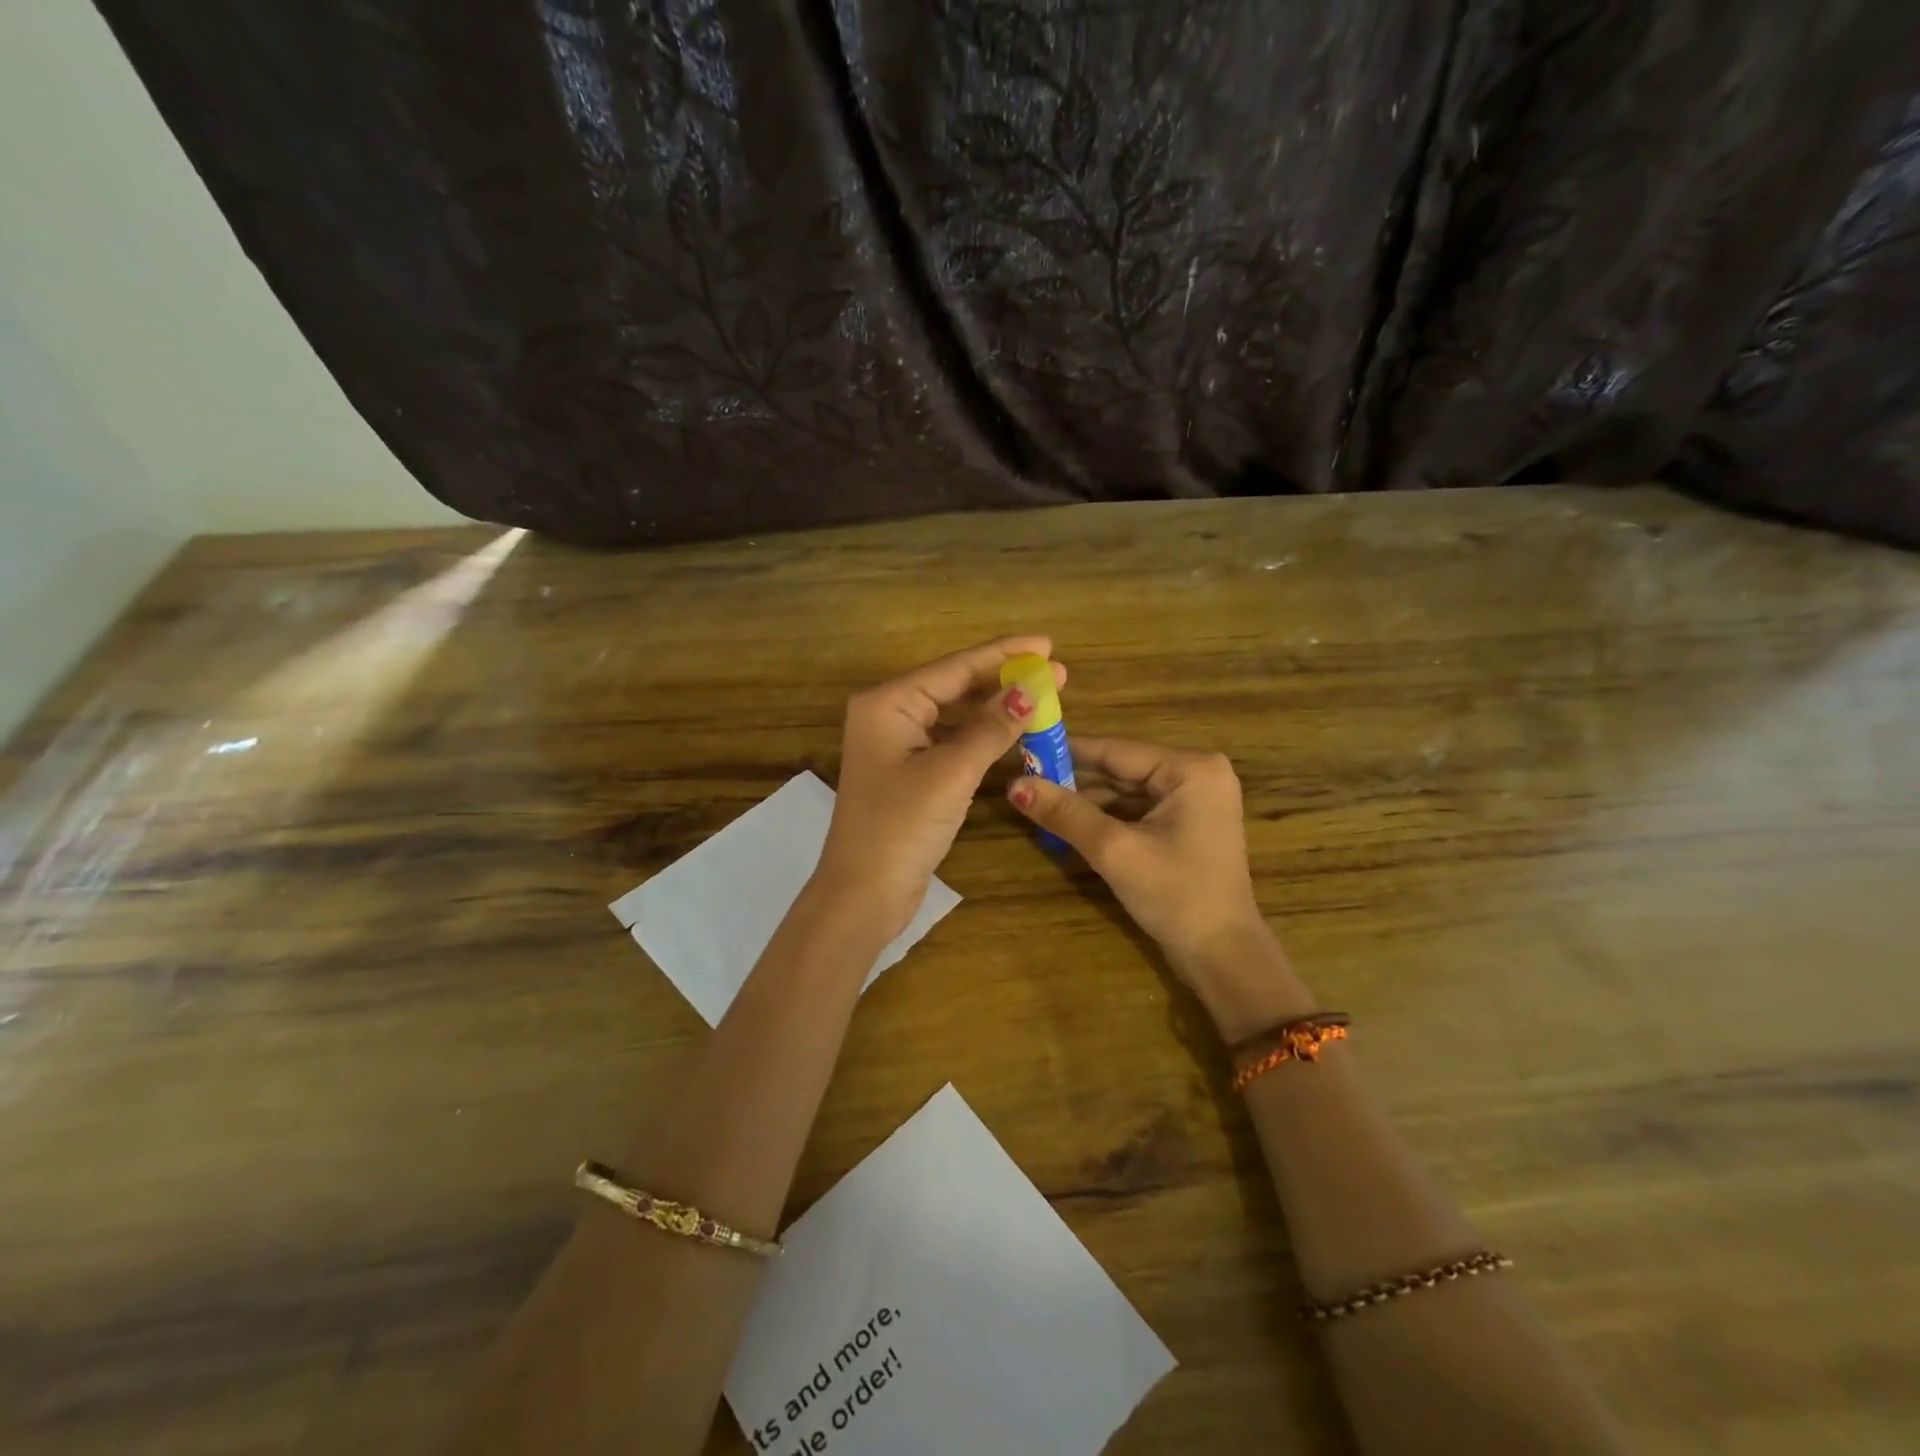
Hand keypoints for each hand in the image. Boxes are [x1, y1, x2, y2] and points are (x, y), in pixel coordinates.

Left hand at [816, 637, 1066, 942]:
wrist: (863, 894)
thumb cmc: (900, 826)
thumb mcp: (951, 772)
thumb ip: (991, 728)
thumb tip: (1030, 690)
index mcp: (888, 703)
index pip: (955, 667)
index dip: (1004, 654)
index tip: (1047, 643)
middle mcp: (889, 715)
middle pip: (955, 687)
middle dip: (1005, 681)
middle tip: (1057, 673)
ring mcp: (899, 746)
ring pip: (956, 716)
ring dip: (997, 710)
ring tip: (1044, 699)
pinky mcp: (910, 773)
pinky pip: (953, 742)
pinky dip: (983, 738)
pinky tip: (1014, 732)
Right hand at [1006, 738, 1310, 1039]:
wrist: (1221, 955)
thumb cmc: (1175, 894)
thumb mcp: (1114, 850)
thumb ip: (1065, 813)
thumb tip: (1014, 785)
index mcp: (1190, 768)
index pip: (1115, 751)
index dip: (1065, 752)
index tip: (1023, 749)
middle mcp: (1196, 774)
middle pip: (1120, 769)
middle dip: (1073, 780)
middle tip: (1022, 780)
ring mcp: (1194, 801)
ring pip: (1126, 791)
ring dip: (1085, 802)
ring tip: (1036, 802)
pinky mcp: (1187, 825)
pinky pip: (1137, 811)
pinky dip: (1105, 818)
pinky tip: (1068, 824)